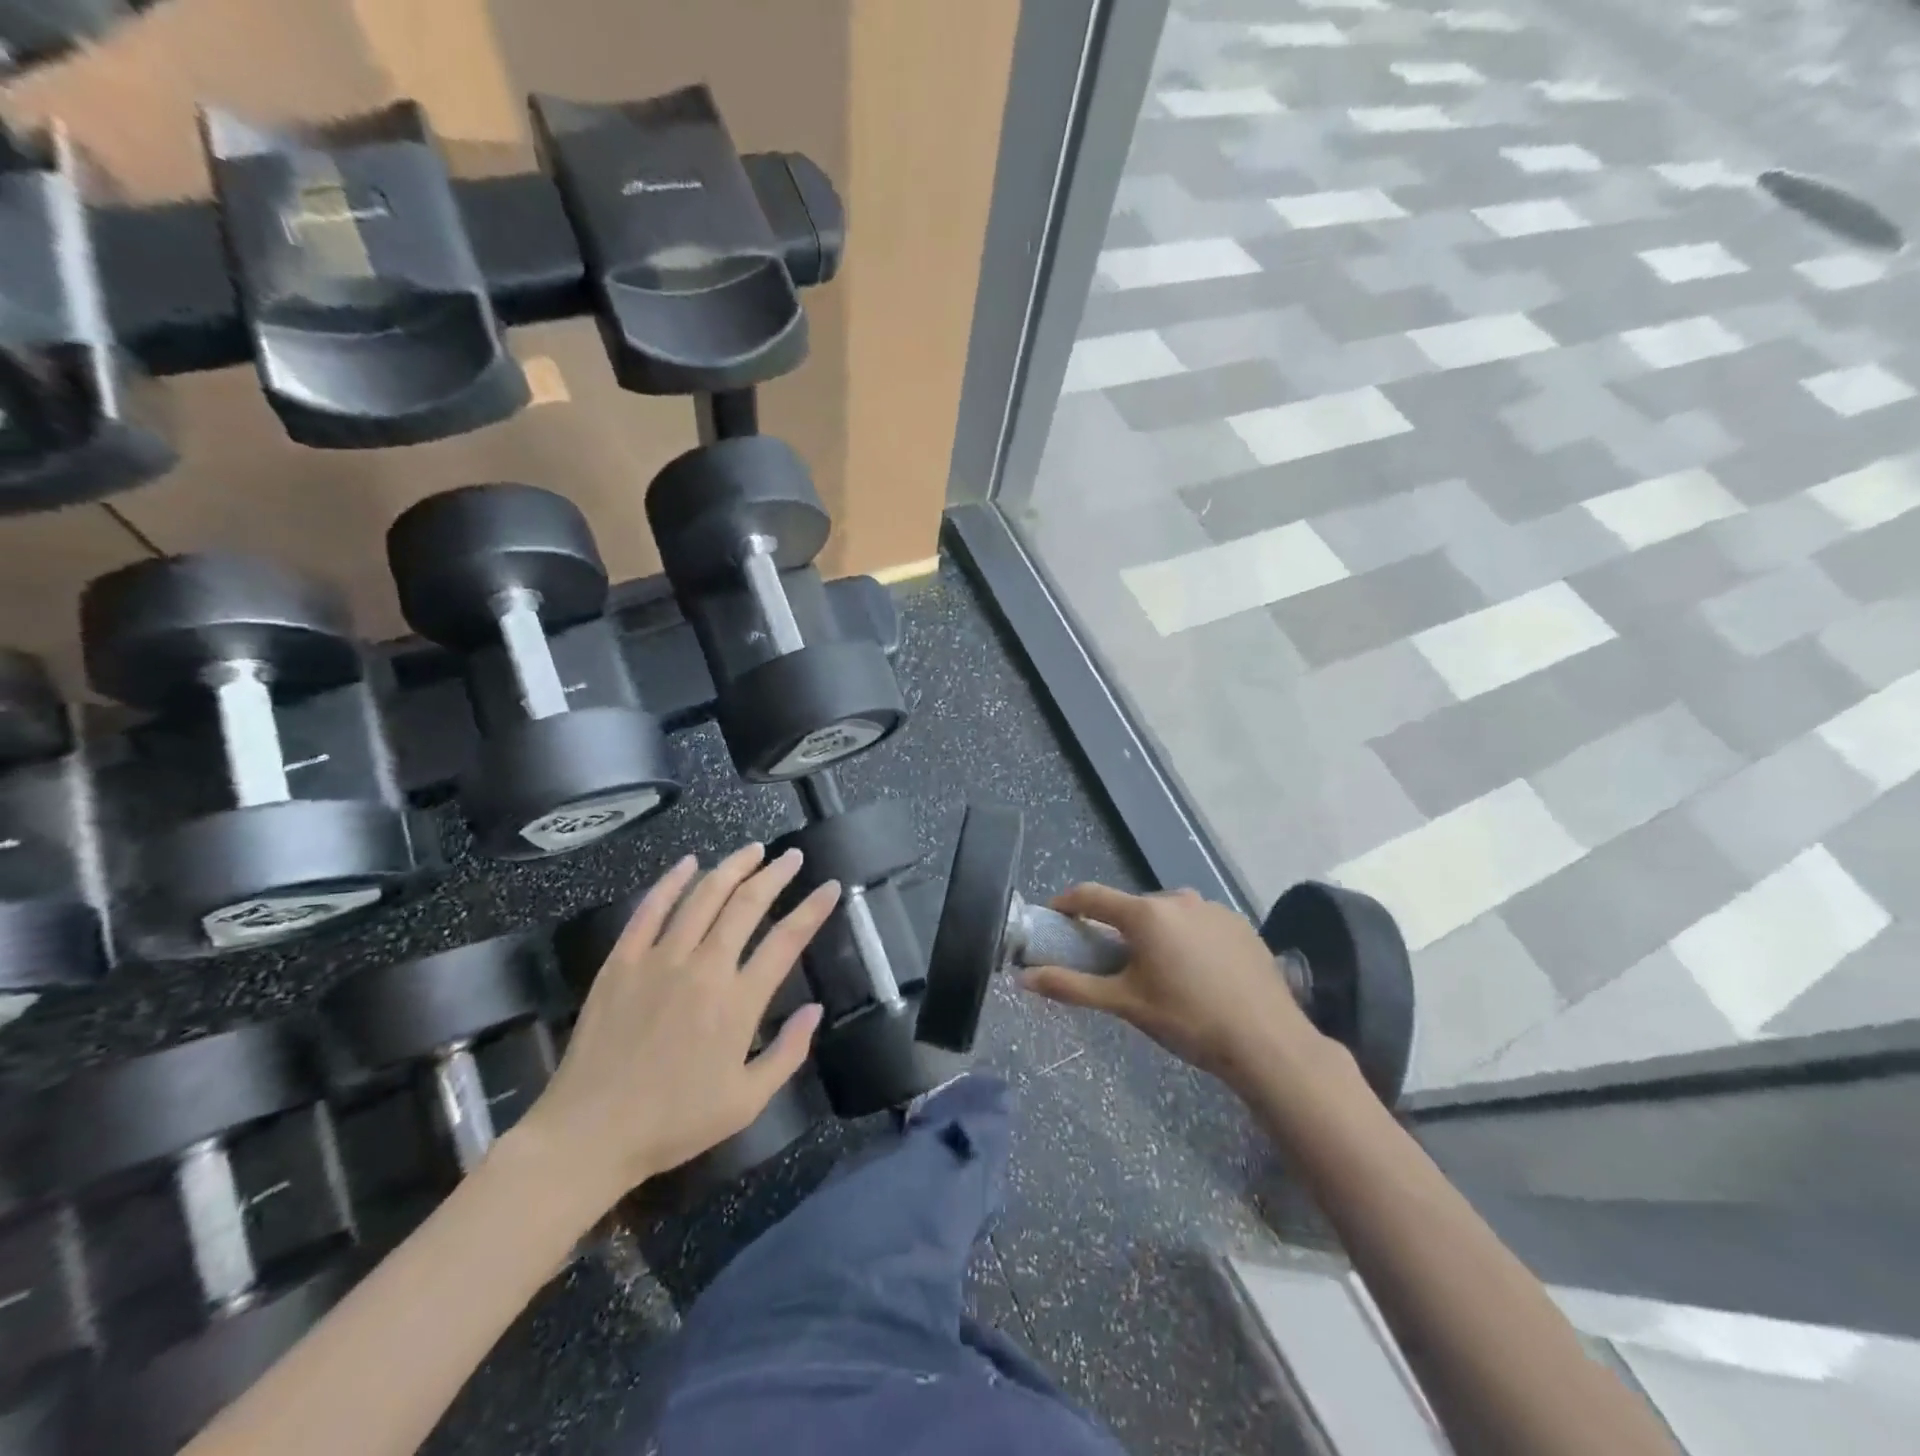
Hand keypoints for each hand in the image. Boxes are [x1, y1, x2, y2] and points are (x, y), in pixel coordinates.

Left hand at [515, 844, 839, 1214]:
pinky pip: (650, 909)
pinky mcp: (622, 962)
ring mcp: (659, 960)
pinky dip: (672, 881)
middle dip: (775, 875)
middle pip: (747, 905)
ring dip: (732, 867)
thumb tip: (816, 1009)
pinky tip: (688, 862)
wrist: (589, 1135)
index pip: (787, 940)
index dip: (813, 909)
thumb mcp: (746, 1102)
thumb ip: (788, 1053)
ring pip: (703, 897)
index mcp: (738, 1003)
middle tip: (792, 856)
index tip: (830, 886)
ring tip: (753, 850)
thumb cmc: (674, 1122)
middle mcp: (704, 969)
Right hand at [1021, 883, 1323, 1093]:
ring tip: (1161, 974)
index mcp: (1145, 913)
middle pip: (1132, 909)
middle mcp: (1178, 898)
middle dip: (1117, 930)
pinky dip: (1188, 940)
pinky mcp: (1240, 924)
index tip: (1055, 918)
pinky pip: (1199, 924)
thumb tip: (1024, 979)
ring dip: (1155, 935)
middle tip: (1114, 964)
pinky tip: (1198, 974)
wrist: (1267, 1042)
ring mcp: (1213, 908)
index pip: (1092, 896)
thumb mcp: (1125, 1004)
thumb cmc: (1187, 1020)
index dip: (1067, 904)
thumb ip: (1072, 987)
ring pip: (1168, 916)